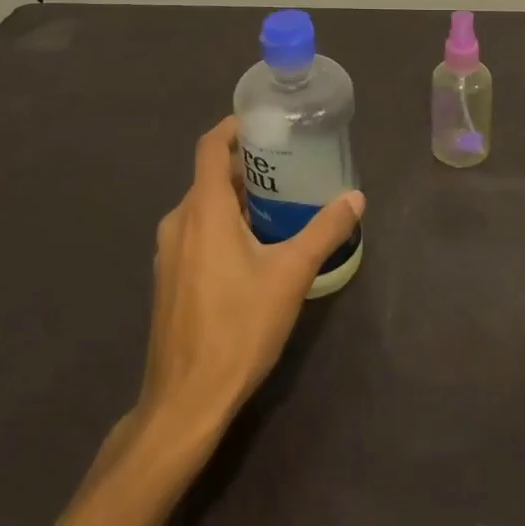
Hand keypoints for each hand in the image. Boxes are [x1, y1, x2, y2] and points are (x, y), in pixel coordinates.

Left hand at [138, 117, 363, 443]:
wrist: (185, 402)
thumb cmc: (238, 328)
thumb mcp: (291, 275)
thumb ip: (324, 231)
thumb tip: (356, 198)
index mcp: (203, 210)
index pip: (210, 146)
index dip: (234, 127)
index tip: (265, 123)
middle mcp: (178, 222)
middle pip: (209, 176)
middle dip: (247, 167)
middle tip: (288, 166)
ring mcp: (168, 253)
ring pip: (203, 207)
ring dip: (236, 199)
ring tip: (278, 205)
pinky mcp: (169, 279)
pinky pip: (196, 233)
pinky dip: (222, 225)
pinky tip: (254, 248)